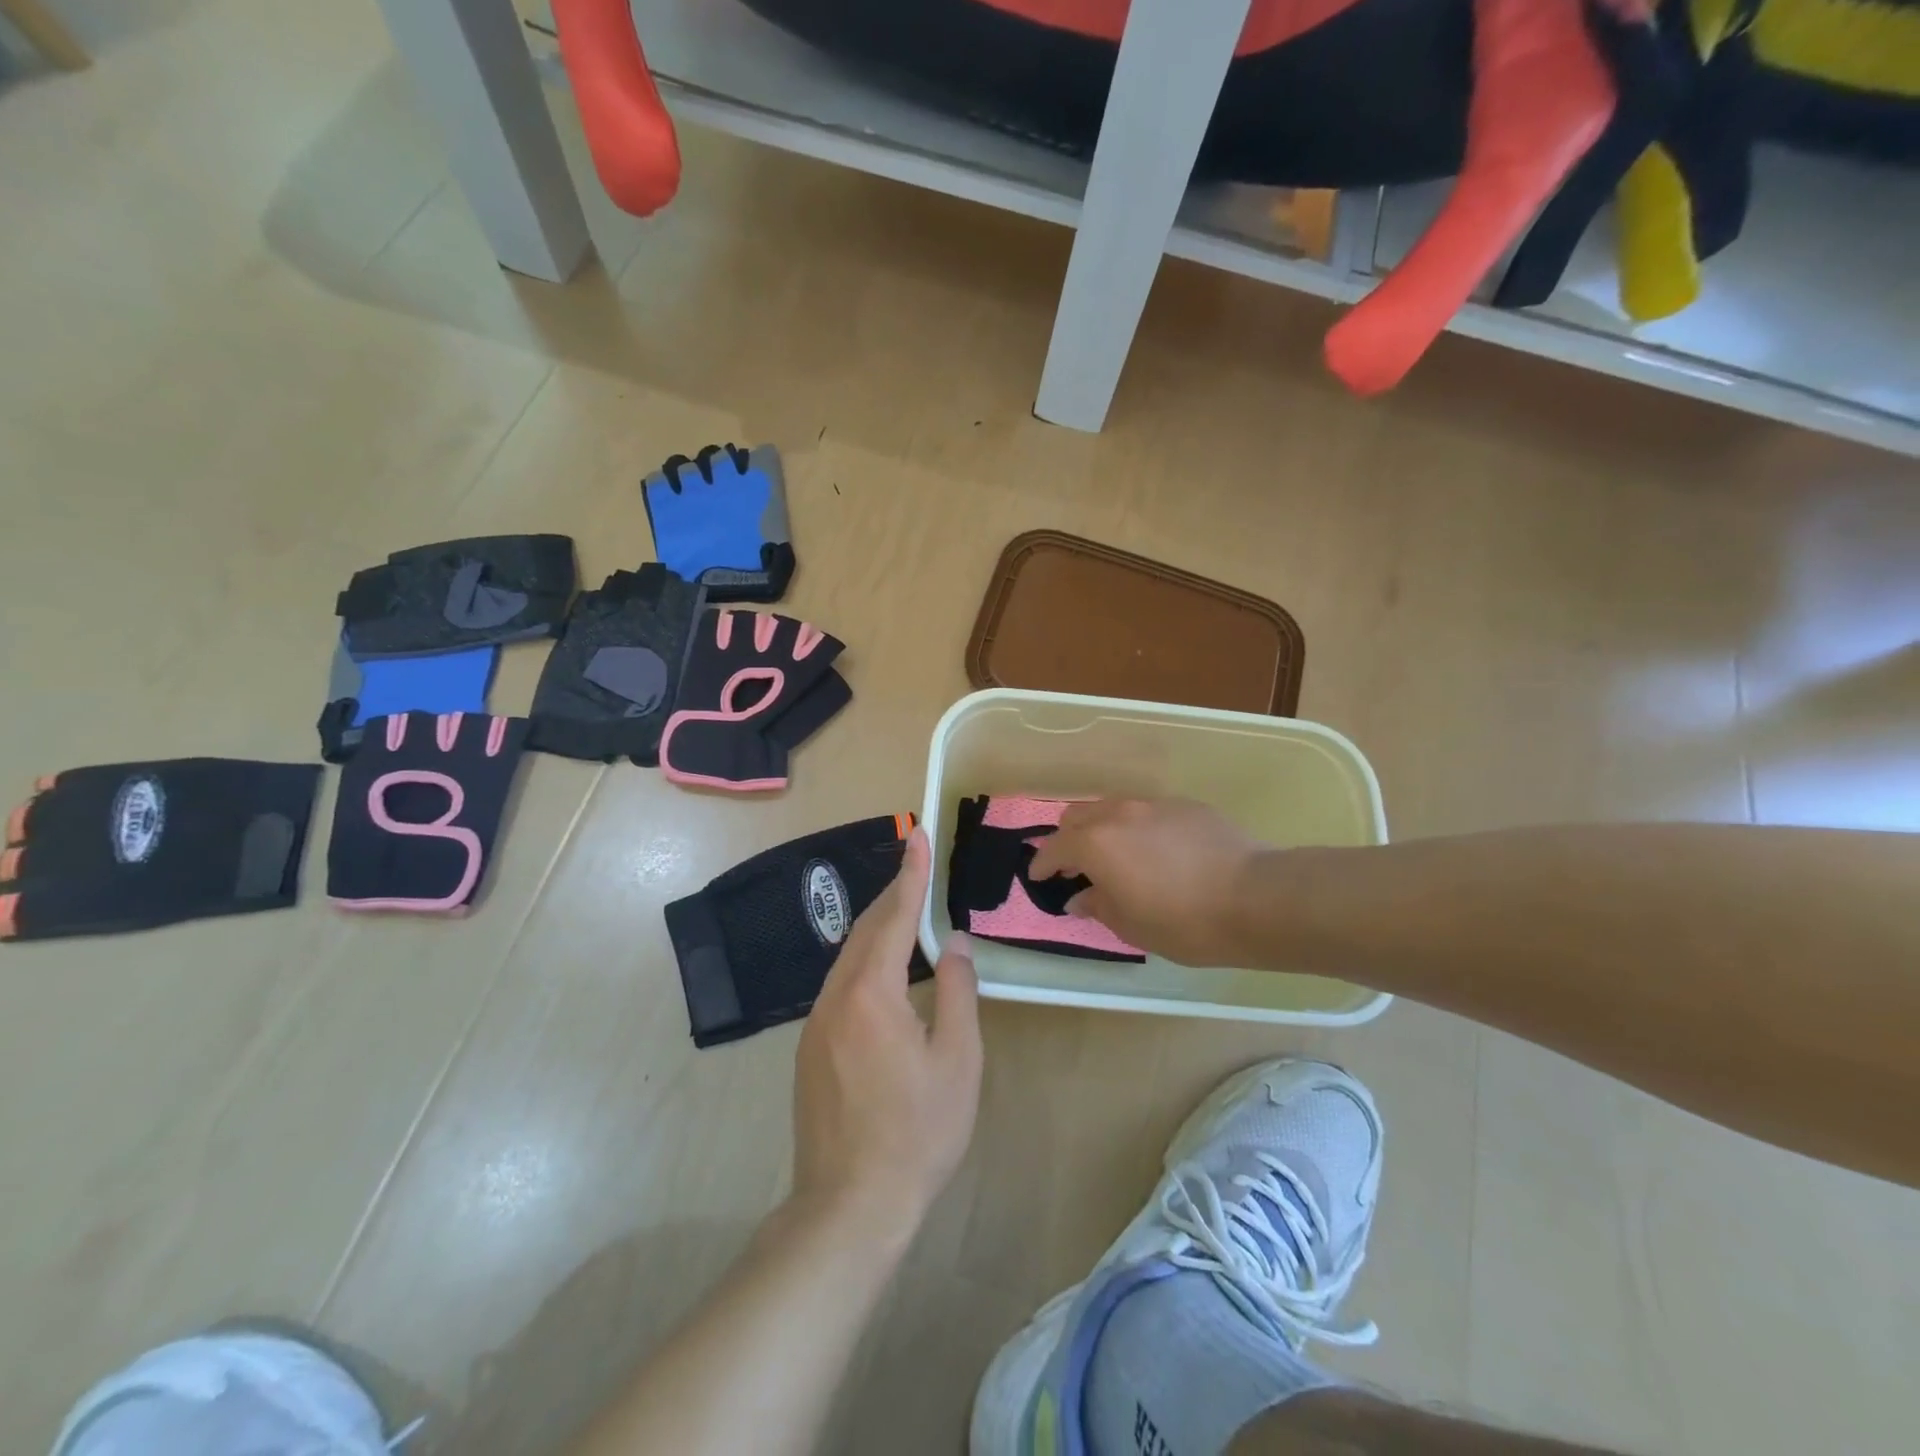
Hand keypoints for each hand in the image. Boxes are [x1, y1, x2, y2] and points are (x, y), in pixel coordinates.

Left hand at [792, 829, 981, 1243]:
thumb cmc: (917, 1132)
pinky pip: (840, 985)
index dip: (911, 874)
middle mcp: (835, 997)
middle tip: (917, 865)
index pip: (894, 916)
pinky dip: (865, 961)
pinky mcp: (810, 1048)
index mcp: (871, 993)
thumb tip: (955, 944)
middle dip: (893, 894)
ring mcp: (816, 1023)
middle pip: (865, 930)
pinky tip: (883, 973)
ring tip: (905, 911)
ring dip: (878, 928)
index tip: (918, 836)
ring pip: (848, 958)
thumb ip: (957, 992)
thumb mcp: (957, 1061)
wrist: (849, 1206)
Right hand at [1028, 798, 1264, 966]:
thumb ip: (1098, 905)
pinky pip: (1148, 812)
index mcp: (1096, 844)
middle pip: (1078, 816)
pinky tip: (1157, 852)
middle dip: (1069, 839)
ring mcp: (1154, 805)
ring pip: (1113, 808)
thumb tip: (1080, 896)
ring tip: (1116, 856)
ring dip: (1103, 828)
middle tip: (1076, 866)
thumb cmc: (1184, 921)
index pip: (1055, 848)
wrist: (1255, 898)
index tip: (1039, 876)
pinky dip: (1138, 828)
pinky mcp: (1186, 806)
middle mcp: (1119, 814)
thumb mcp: (1132, 925)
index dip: (1043, 863)